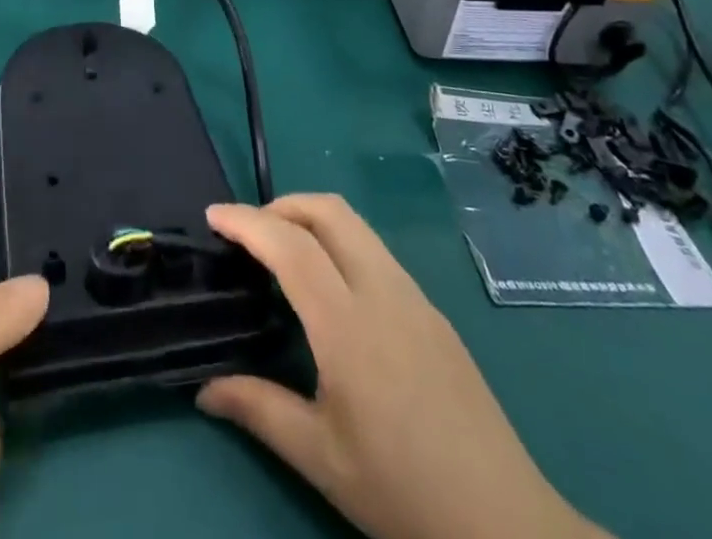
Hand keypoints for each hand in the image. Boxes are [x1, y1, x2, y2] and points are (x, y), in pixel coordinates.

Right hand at [198, 197, 607, 538]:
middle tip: (247, 232)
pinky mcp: (433, 311)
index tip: (213, 217)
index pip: (290, 246)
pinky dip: (339, 243)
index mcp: (349, 325)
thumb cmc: (403, 492)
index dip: (247, 222)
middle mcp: (383, 292)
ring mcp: (414, 297)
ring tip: (282, 253)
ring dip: (311, 219)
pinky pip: (376, 251)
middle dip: (281, 205)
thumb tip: (204, 390)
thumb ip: (259, 410)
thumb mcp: (321, 459)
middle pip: (328, 210)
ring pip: (356, 225)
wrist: (507, 526)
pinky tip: (331, 289)